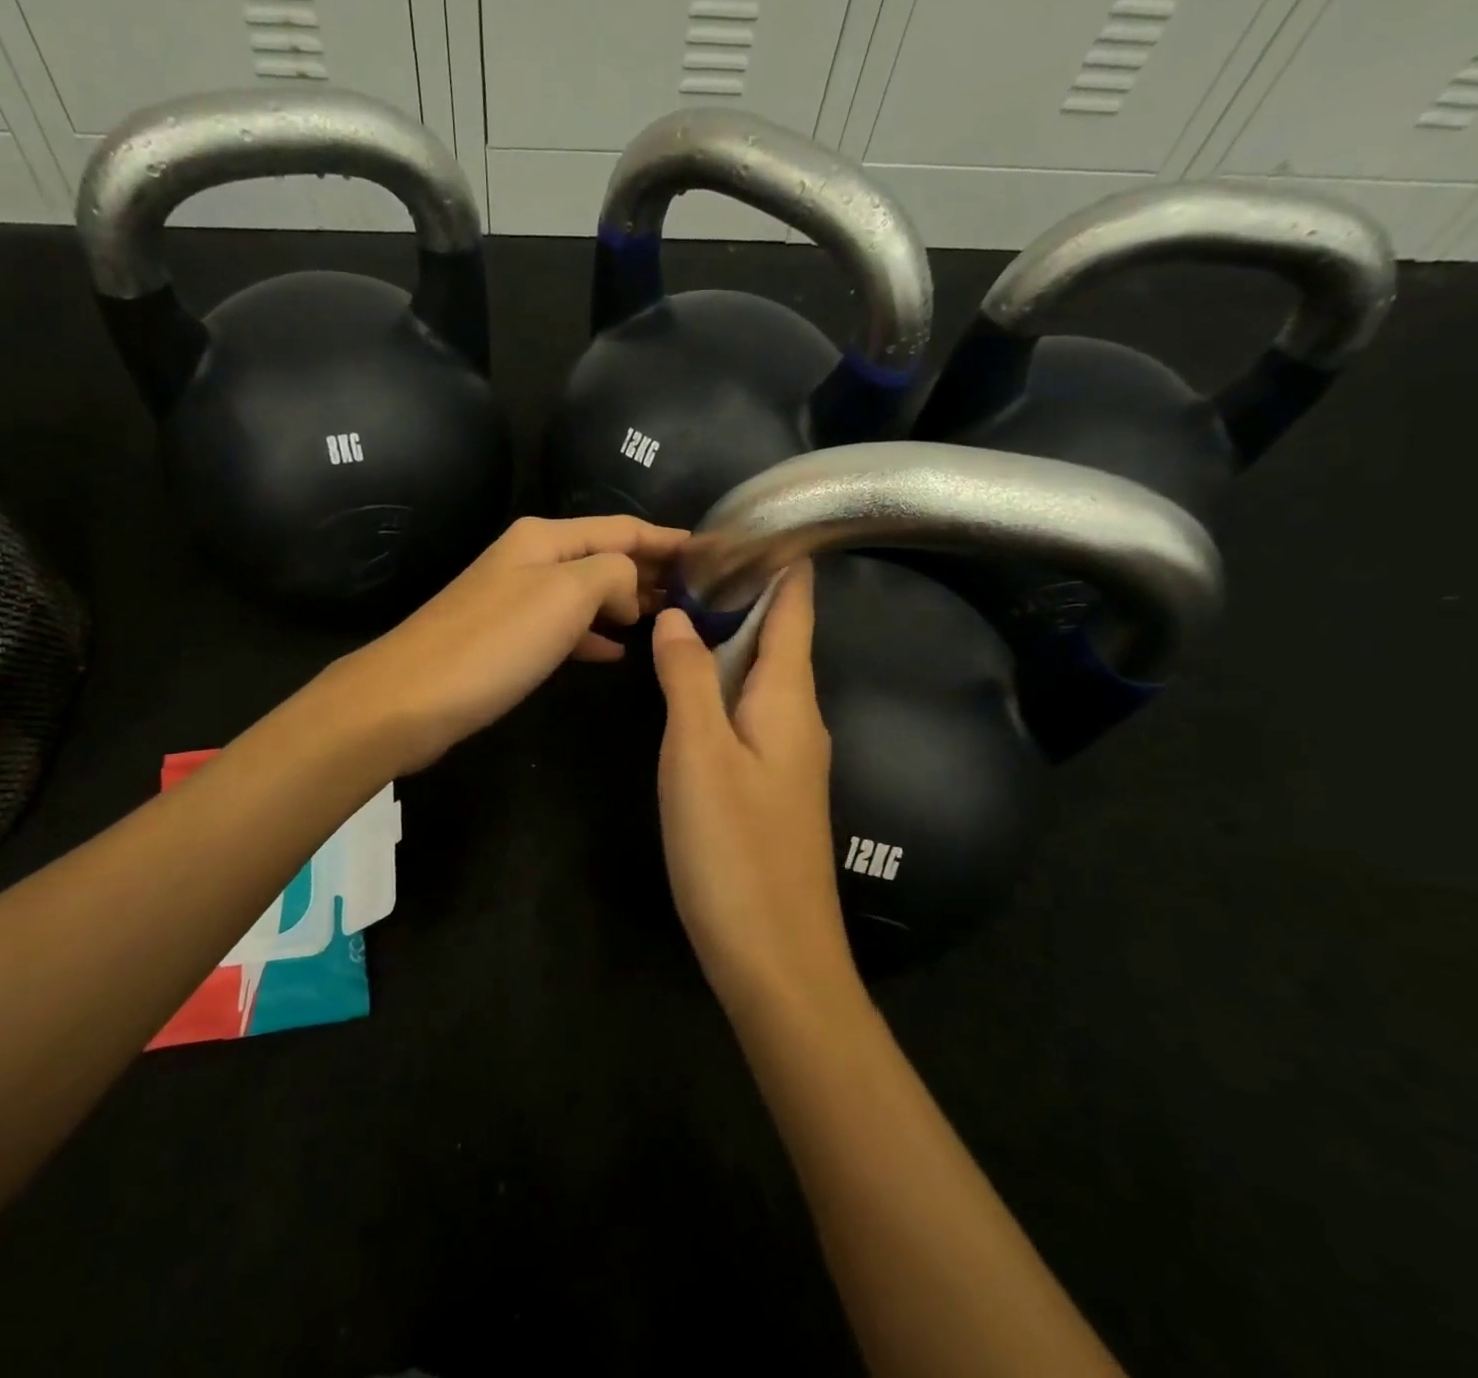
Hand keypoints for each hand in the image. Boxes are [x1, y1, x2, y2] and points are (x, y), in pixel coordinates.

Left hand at [341, 515, 686, 772]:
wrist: (409, 699)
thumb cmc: (494, 642)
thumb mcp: (566, 594)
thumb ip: (612, 575)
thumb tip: (625, 594)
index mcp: (545, 538)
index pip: (622, 529)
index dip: (668, 539)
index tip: (711, 554)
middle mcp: (530, 560)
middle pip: (604, 557)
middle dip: (650, 572)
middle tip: (699, 594)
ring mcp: (515, 600)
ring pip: (586, 594)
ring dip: (626, 603)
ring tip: (666, 620)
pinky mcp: (505, 640)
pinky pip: (564, 628)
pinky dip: (593, 636)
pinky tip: (616, 652)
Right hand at [651, 563, 855, 1008]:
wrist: (774, 956)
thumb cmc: (734, 848)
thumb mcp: (698, 754)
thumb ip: (686, 679)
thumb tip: (679, 616)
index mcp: (789, 699)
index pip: (795, 609)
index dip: (781, 563)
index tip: (752, 521)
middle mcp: (798, 719)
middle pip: (778, 638)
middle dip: (744, 594)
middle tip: (691, 560)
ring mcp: (787, 756)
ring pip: (759, 677)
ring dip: (729, 638)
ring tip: (684, 606)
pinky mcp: (770, 786)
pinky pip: (748, 712)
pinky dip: (721, 683)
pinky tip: (690, 686)